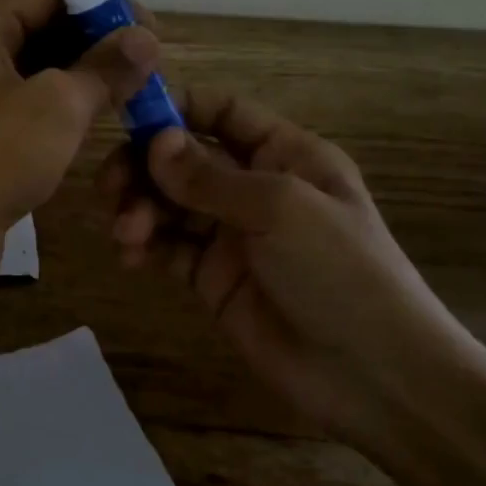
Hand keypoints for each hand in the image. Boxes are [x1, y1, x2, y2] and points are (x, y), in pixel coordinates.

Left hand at [0, 0, 159, 298]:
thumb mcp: (58, 106)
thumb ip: (104, 68)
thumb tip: (146, 39)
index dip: (102, 3)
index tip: (148, 31)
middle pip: (38, 27)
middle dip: (93, 43)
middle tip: (144, 67)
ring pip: (31, 71)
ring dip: (78, 78)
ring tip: (128, 94)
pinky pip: (19, 106)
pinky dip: (55, 109)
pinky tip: (91, 123)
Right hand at [95, 87, 476, 449]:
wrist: (375, 378)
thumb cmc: (341, 273)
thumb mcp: (281, 210)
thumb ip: (210, 177)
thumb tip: (154, 142)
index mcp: (285, 154)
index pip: (221, 113)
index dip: (176, 108)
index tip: (125, 116)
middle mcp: (254, 186)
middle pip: (183, 158)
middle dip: (143, 166)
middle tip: (109, 187)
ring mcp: (231, 233)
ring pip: (168, 202)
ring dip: (139, 208)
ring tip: (126, 232)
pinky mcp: (211, 277)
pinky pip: (167, 247)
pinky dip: (143, 245)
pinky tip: (130, 255)